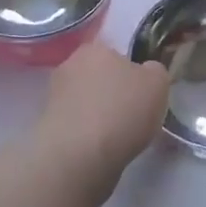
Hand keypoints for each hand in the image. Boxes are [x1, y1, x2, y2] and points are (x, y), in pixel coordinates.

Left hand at [36, 42, 169, 169]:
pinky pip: (77, 126)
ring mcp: (54, 98)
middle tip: (133, 114)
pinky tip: (101, 150)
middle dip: (113, 92)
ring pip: (87, 102)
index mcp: (94, 48)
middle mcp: (69, 66)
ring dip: (100, 115)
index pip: (115, 53)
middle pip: (99, 77)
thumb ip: (154, 71)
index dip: (131, 71)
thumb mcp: (158, 82)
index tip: (142, 92)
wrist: (78, 158)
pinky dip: (88, 135)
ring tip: (119, 138)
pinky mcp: (47, 128)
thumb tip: (146, 72)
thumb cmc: (122, 111)